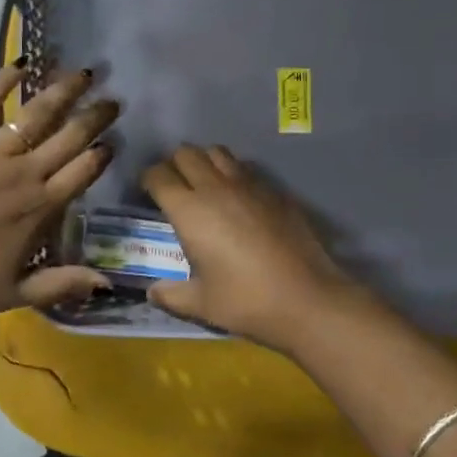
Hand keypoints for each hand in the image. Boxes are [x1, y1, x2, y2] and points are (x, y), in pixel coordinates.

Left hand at [0, 63, 116, 319]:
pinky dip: (1, 82)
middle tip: (113, 98)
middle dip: (95, 116)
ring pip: (35, 114)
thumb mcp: (15, 293)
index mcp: (41, 207)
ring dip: (62, 91)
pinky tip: (19, 64)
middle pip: (69, 136)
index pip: (84, 170)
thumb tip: (107, 283)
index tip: (115, 139)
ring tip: (81, 72)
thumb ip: (62, 284)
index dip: (102, 152)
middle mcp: (24, 172)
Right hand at [141, 145, 361, 347]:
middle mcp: (215, 188)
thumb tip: (152, 292)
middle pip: (186, 153)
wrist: (308, 299)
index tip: (148, 195)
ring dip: (204, 162)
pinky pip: (246, 168)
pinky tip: (238, 199)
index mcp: (189, 210)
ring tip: (204, 185)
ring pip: (217, 152)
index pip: (158, 175)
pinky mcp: (275, 191)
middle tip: (174, 188)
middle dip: (174, 165)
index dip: (148, 181)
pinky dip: (233, 174)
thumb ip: (171, 295)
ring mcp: (249, 185)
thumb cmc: (246, 301)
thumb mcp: (201, 304)